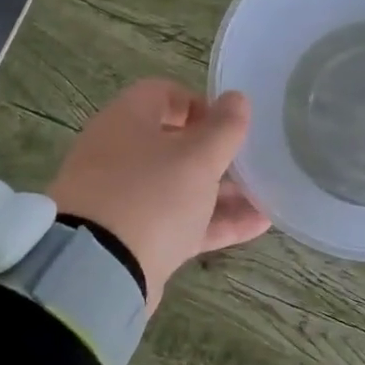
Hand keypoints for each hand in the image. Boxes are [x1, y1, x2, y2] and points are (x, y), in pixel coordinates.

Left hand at [47, 79, 269, 312]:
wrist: (98, 271)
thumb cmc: (151, 195)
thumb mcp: (198, 157)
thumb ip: (224, 128)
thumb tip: (237, 98)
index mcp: (127, 121)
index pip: (163, 93)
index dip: (199, 103)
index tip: (230, 124)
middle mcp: (120, 154)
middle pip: (173, 143)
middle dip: (216, 153)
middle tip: (251, 162)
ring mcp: (124, 199)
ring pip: (179, 187)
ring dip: (222, 191)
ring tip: (266, 196)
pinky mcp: (133, 238)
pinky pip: (179, 221)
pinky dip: (215, 221)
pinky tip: (258, 225)